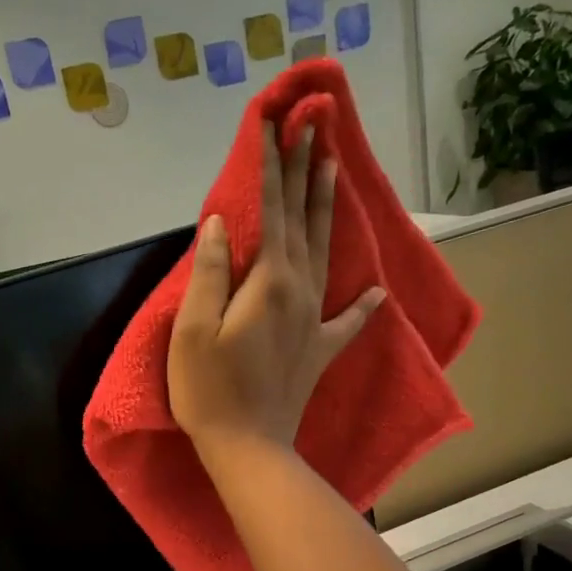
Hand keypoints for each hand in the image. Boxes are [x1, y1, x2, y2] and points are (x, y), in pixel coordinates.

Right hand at [169, 123, 384, 455]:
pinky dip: (362, 305)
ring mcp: (316, 321)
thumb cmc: (209, 391)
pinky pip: (347, 321)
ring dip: (328, 208)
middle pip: (303, 221)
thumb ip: (210, 273)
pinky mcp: (320, 350)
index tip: (273, 123)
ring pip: (326, 252)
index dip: (270, 166)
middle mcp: (300, 290)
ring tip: (335, 169)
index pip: (270, 210)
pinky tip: (378, 291)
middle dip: (305, 171)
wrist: (248, 447)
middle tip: (314, 127)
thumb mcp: (192, 330)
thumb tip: (219, 222)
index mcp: (269, 282)